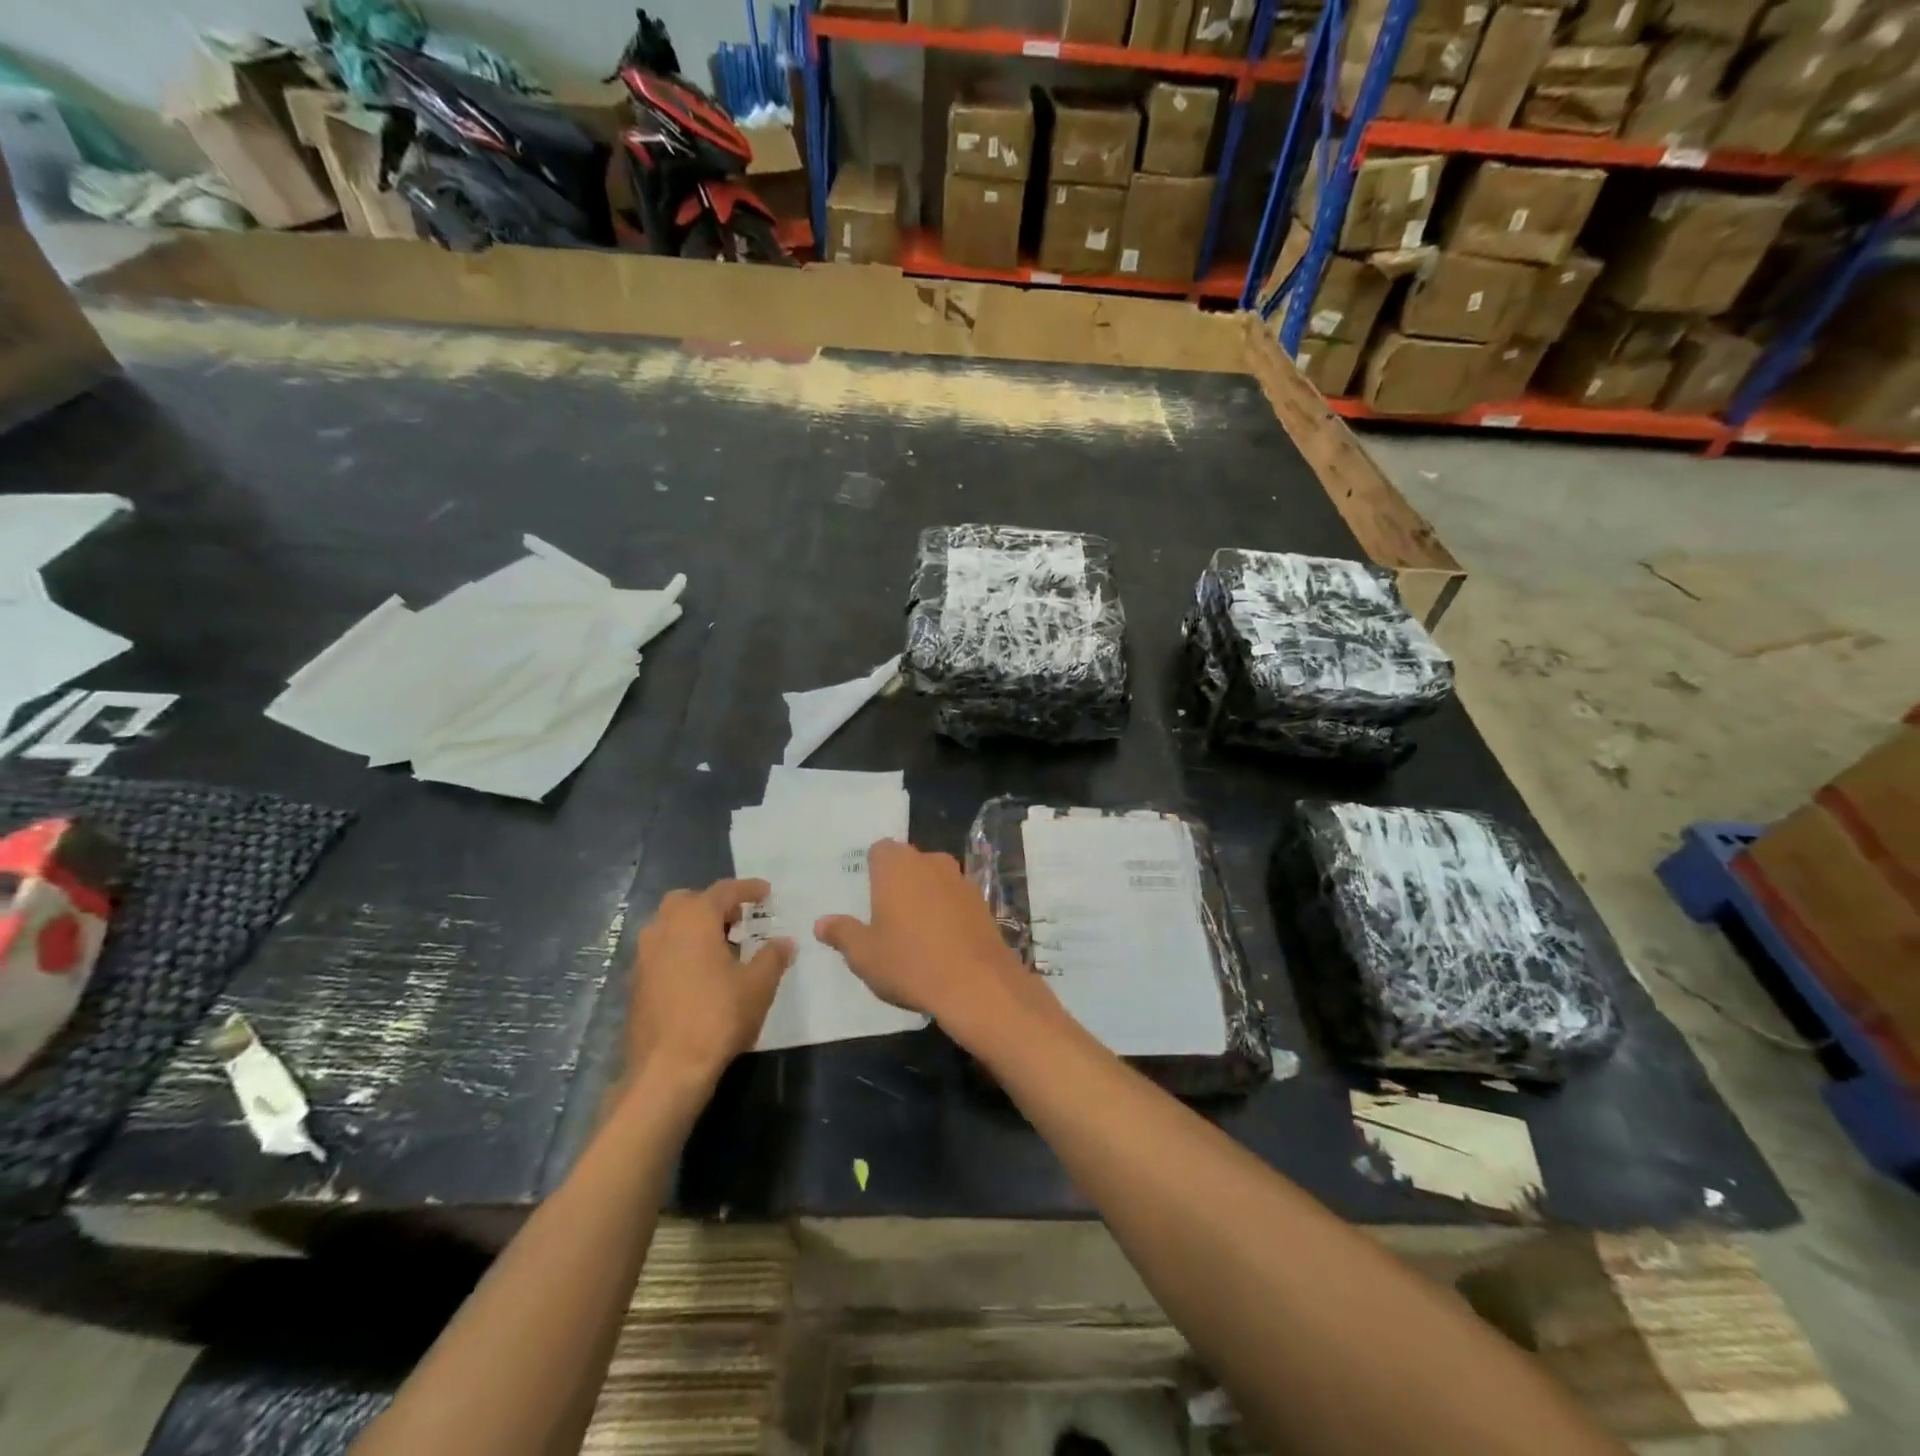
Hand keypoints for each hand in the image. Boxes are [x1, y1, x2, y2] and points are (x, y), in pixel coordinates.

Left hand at [628, 879, 792, 1092]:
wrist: (667, 1069)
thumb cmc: (718, 1016)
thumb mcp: (759, 985)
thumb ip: (773, 956)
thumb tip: (784, 942)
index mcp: (694, 919)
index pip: (724, 891)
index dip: (748, 889)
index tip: (766, 892)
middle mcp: (663, 929)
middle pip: (688, 902)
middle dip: (713, 905)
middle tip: (738, 920)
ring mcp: (643, 957)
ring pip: (669, 926)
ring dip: (694, 928)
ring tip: (721, 948)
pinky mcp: (635, 984)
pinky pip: (661, 952)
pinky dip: (680, 952)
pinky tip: (700, 975)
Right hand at [815, 840, 1042, 1039]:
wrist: (977, 983)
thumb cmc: (910, 963)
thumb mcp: (864, 955)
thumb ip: (842, 933)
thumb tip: (821, 923)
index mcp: (897, 866)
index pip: (880, 850)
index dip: (872, 869)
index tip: (867, 895)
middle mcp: (930, 862)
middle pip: (908, 862)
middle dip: (898, 882)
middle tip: (886, 915)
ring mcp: (960, 879)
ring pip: (934, 878)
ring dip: (924, 895)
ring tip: (914, 931)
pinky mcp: (982, 901)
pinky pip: (955, 897)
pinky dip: (947, 911)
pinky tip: (942, 942)